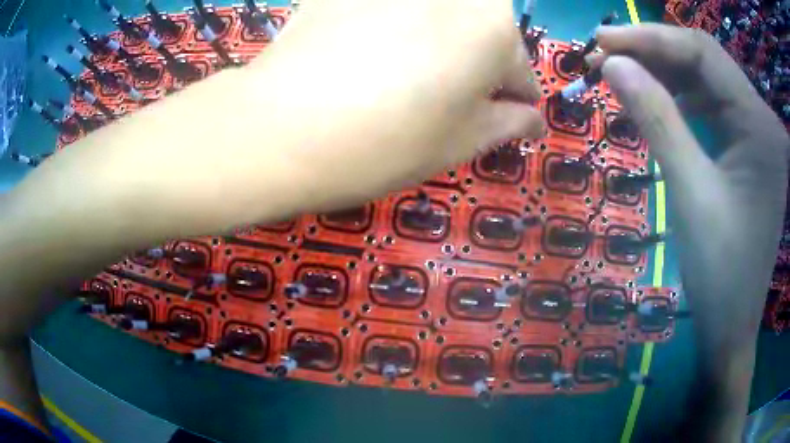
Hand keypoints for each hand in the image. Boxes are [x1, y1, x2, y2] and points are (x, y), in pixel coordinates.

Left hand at [249, 0, 544, 210]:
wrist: (279, 128)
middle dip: (477, 64)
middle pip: (481, 32)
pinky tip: (367, 54)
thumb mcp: (461, 142)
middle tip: (450, 97)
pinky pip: (388, 11)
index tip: (502, 116)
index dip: (513, 98)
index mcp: (493, 26)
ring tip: (405, 76)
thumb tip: (532, 119)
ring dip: (438, 43)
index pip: (519, 68)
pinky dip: (391, 28)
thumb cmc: (385, 142)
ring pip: (438, 17)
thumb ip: (507, 124)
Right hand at [592, 24, 787, 438]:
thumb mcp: (690, 193)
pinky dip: (684, 98)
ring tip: (626, 75)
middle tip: (606, 55)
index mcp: (760, 126)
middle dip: (656, 52)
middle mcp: (763, 120)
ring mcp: (759, 134)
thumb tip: (613, 65)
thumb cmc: (719, 273)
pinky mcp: (751, 149)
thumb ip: (656, 119)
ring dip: (667, 74)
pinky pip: (715, 107)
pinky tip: (661, 103)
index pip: (704, 52)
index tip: (603, 39)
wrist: (732, 327)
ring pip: (709, 82)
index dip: (652, 38)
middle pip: (707, 62)